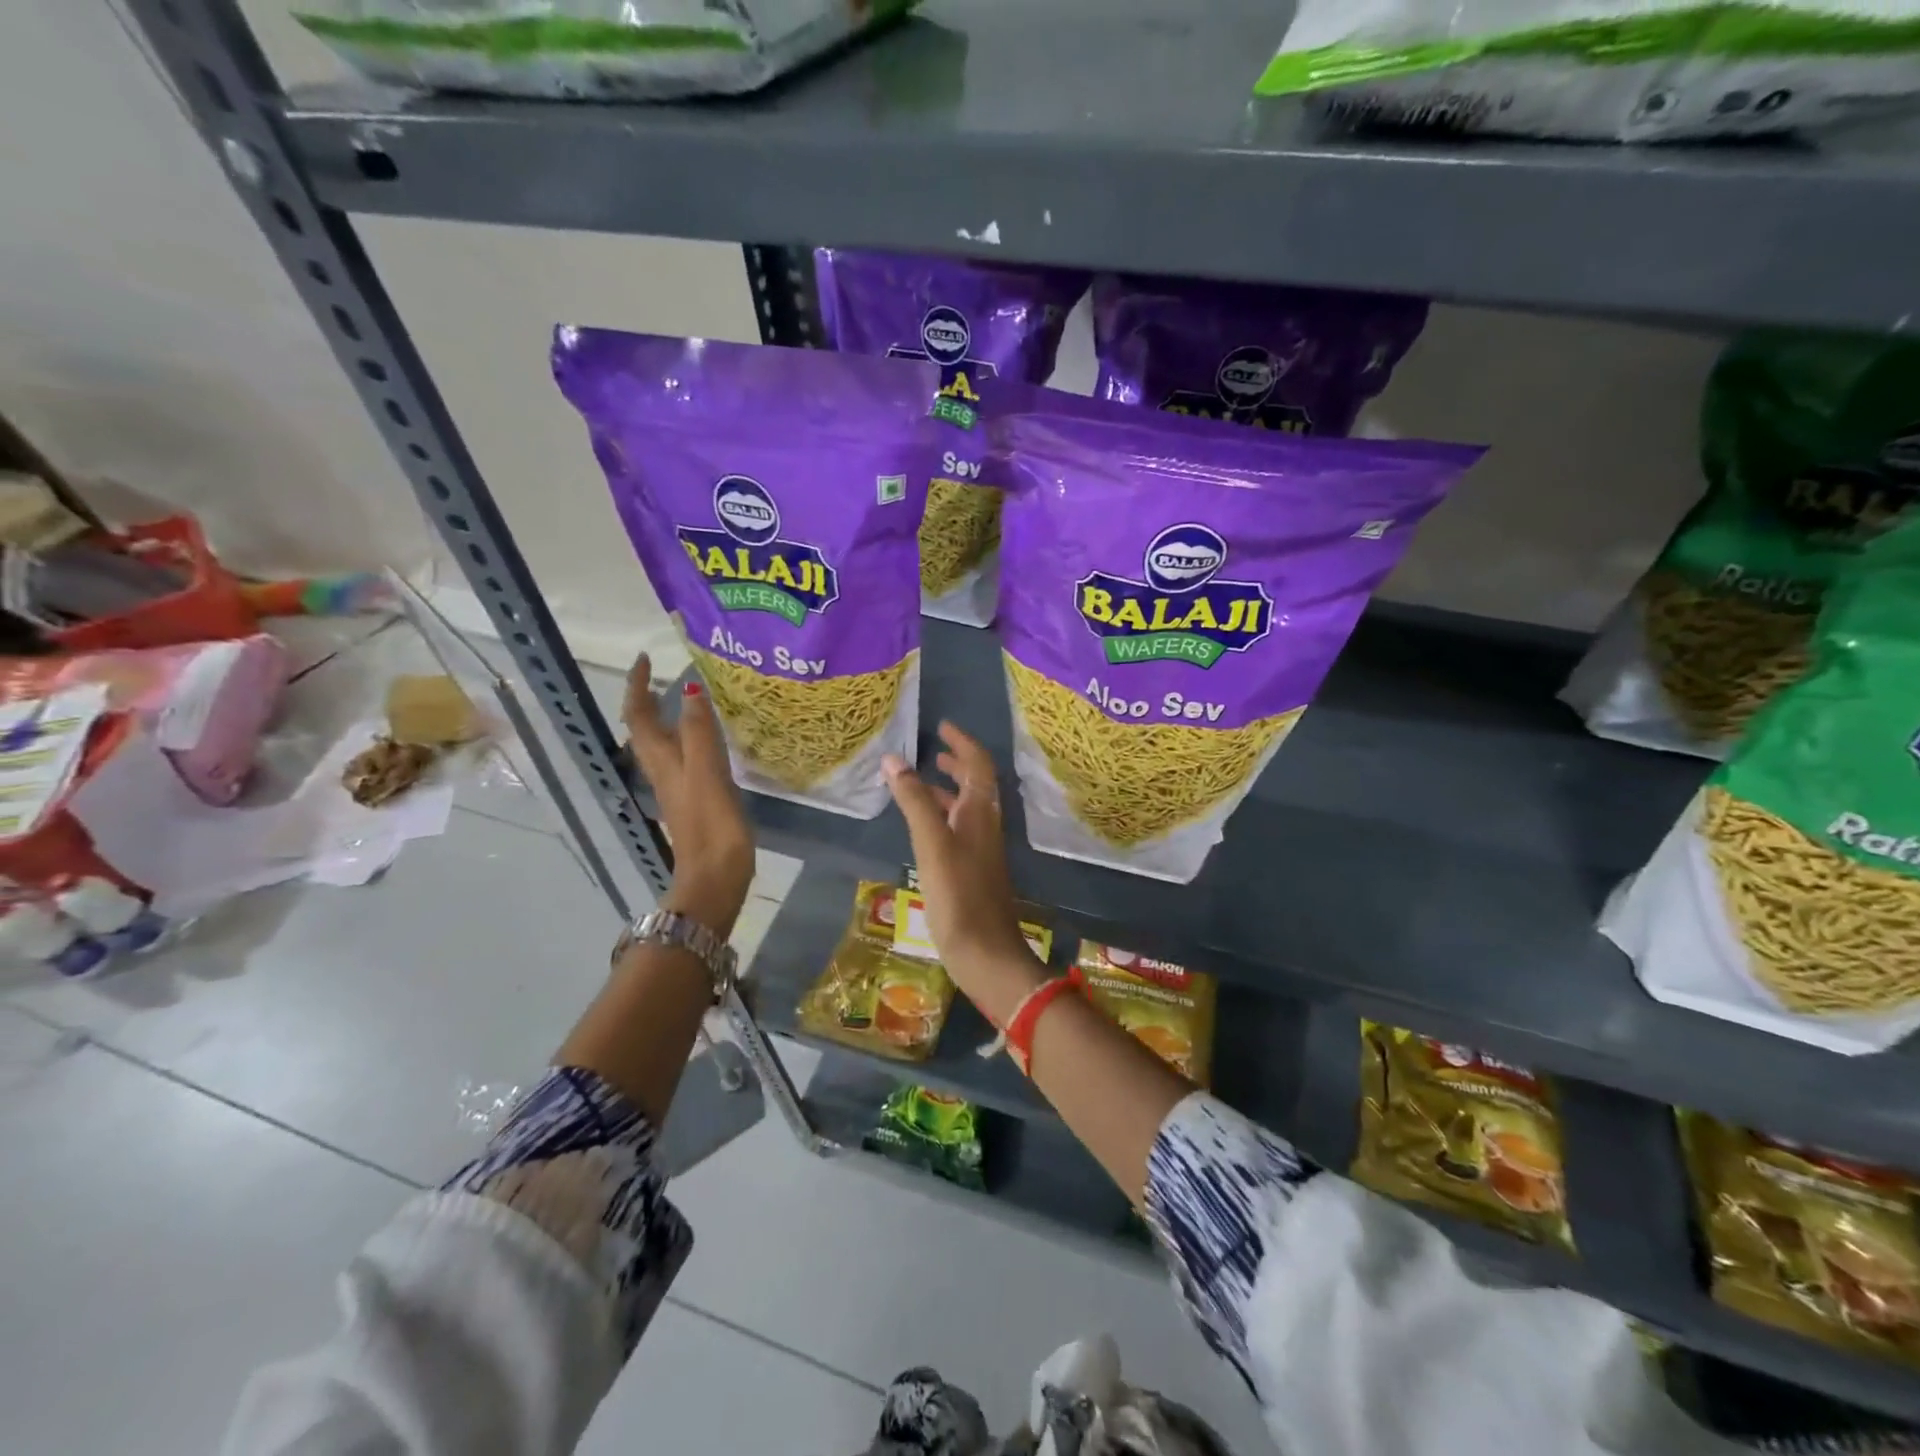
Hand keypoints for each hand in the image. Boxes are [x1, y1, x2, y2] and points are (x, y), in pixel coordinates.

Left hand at [624, 654, 754, 937]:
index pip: (638, 716)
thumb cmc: (711, 826)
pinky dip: (690, 740)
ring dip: (668, 719)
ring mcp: (678, 788)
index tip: (646, 659)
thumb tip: (689, 688)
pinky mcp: (695, 801)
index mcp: (662, 762)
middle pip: (645, 730)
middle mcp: (664, 772)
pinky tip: (710, 742)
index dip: (638, 687)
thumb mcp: (706, 774)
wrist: (715, 878)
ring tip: (688, 699)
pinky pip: (686, 759)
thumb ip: (699, 732)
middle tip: (666, 675)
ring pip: (664, 745)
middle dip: (649, 699)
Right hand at [882, 723, 1046, 1026]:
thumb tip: (894, 759)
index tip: (943, 727)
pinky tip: (922, 828)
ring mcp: (980, 850)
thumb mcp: (932, 843)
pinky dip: (940, 817)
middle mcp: (985, 826)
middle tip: (933, 750)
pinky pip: (957, 831)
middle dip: (957, 763)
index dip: (963, 743)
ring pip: (966, 809)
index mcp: (981, 813)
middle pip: (976, 785)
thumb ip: (914, 801)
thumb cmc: (959, 895)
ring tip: (920, 781)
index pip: (979, 765)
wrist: (986, 954)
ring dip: (947, 790)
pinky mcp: (972, 872)